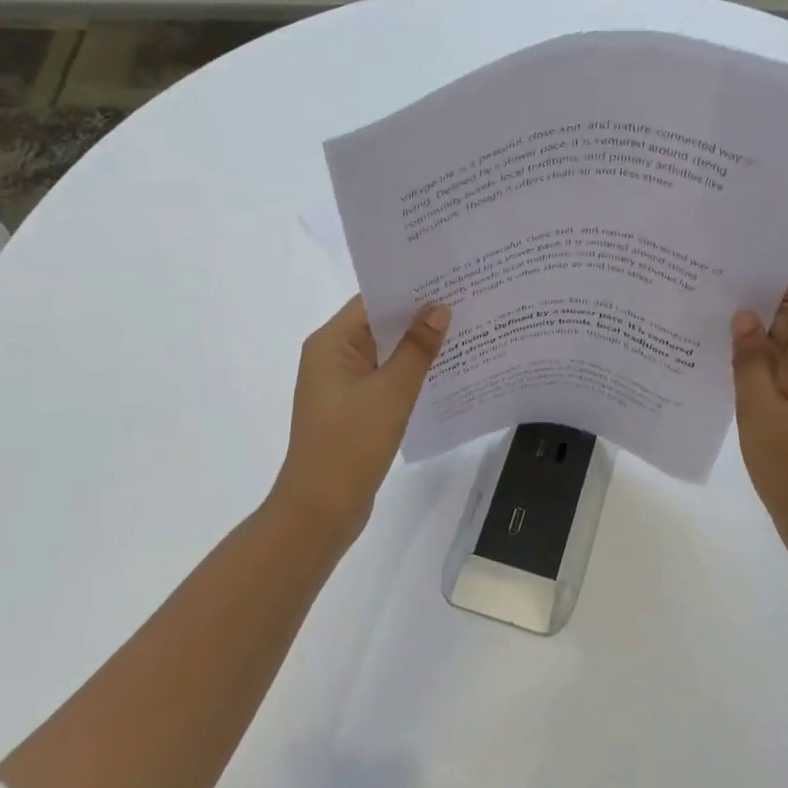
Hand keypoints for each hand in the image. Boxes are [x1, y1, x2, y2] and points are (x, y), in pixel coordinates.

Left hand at [270, 295, 450, 551]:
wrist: (320, 509)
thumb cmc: (351, 443)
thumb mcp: (391, 392)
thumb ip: (417, 348)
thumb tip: (439, 308)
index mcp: (331, 343)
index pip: (373, 300)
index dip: (410, 288)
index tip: (450, 278)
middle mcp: (332, 356)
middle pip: (379, 324)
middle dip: (419, 315)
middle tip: (467, 301)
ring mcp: (341, 384)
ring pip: (384, 352)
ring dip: (416, 345)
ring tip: (464, 330)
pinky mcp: (352, 408)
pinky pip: (384, 377)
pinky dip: (409, 372)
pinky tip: (443, 371)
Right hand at [731, 273, 787, 576]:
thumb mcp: (761, 413)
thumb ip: (751, 361)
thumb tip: (743, 315)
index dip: (774, 281)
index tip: (732, 285)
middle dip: (753, 306)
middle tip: (704, 304)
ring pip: (785, 344)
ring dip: (751, 339)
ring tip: (704, 334)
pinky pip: (781, 371)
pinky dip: (755, 365)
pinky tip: (721, 372)